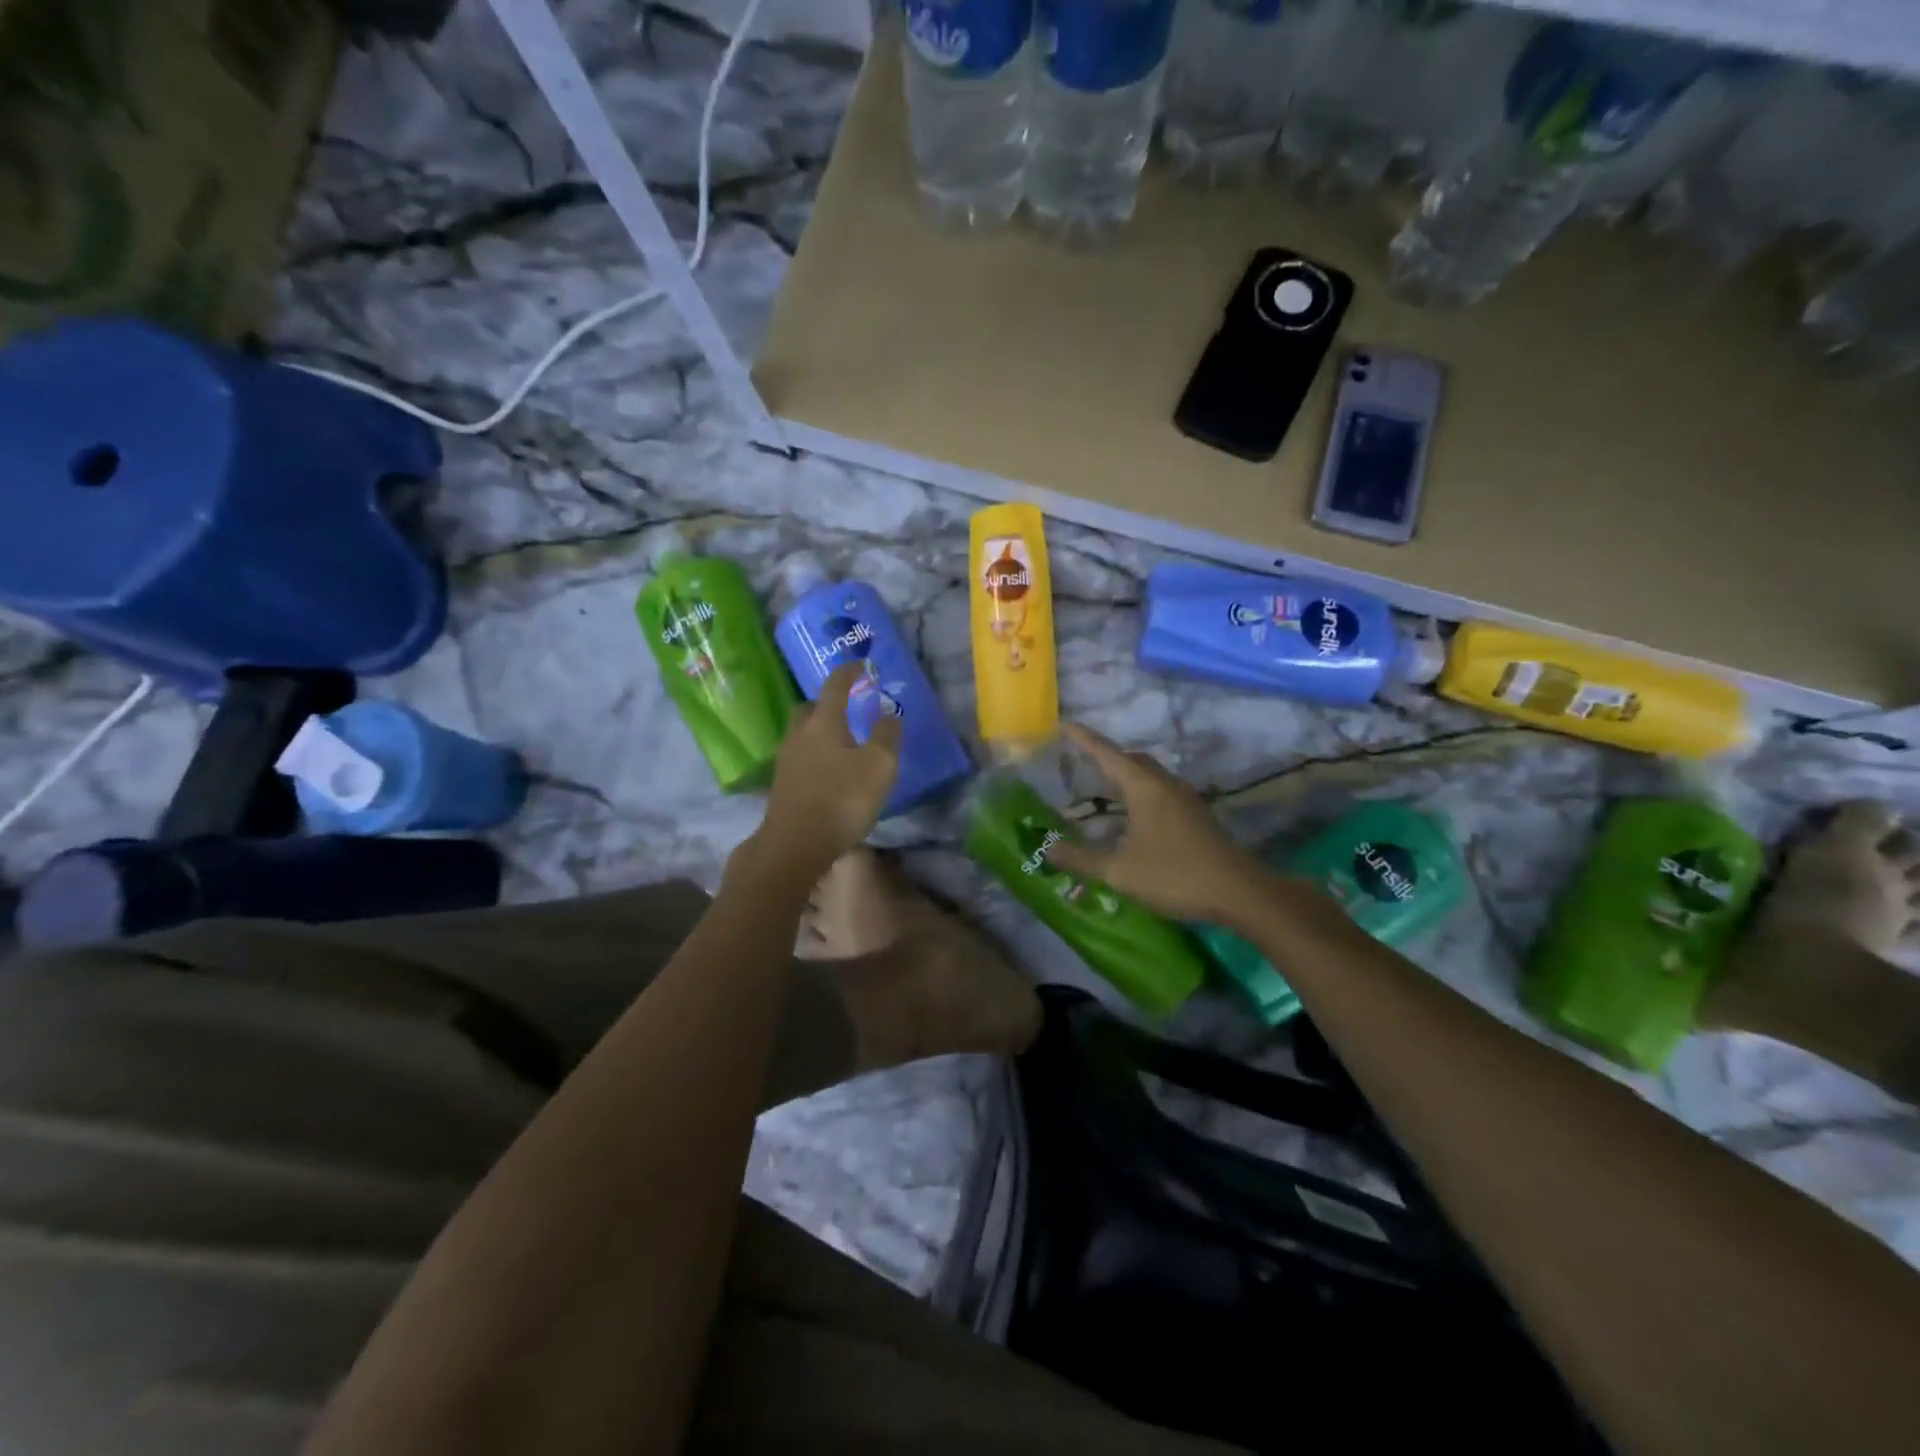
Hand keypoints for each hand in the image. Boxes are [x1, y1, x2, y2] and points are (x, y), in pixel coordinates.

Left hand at [755, 663, 901, 876]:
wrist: (795, 844)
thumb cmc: (842, 798)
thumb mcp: (879, 765)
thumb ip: (887, 735)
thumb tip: (889, 713)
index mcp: (824, 722)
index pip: (835, 686)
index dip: (849, 672)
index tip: (861, 665)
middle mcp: (799, 734)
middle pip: (810, 708)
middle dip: (827, 703)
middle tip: (847, 707)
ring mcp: (786, 760)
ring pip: (803, 734)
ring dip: (820, 732)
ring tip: (842, 742)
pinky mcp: (782, 785)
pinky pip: (801, 758)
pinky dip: (815, 756)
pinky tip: (830, 771)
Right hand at [1047, 723, 1271, 924]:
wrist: (1237, 891)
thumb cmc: (1173, 874)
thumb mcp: (1118, 871)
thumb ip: (1081, 859)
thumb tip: (1048, 849)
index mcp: (1143, 787)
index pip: (1106, 753)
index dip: (1084, 739)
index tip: (1065, 724)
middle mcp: (1164, 784)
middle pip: (1131, 759)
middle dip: (1105, 756)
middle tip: (1080, 761)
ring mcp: (1183, 798)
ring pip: (1148, 774)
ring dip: (1124, 774)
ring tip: (1101, 787)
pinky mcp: (1194, 815)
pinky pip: (1159, 790)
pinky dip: (1139, 791)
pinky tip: (1131, 815)